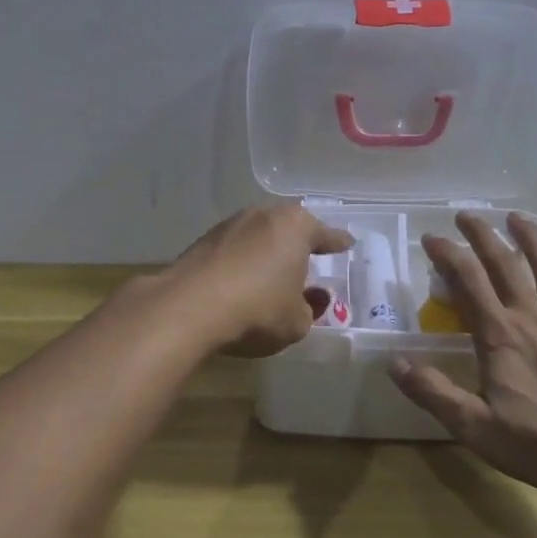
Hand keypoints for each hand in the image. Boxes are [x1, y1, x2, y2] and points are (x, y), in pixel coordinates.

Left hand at [165, 205, 352, 358]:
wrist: (189, 308)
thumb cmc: (257, 311)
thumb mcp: (297, 322)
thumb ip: (309, 309)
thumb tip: (309, 299)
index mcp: (296, 227)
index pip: (326, 235)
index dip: (338, 243)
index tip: (347, 244)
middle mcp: (264, 215)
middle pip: (290, 228)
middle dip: (299, 244)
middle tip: (308, 261)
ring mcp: (231, 224)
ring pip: (260, 235)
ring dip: (267, 252)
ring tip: (272, 274)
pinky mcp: (204, 240)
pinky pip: (235, 248)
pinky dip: (243, 261)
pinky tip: (242, 281)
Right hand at [390, 212, 536, 495]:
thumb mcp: (476, 428)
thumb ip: (434, 393)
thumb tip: (395, 362)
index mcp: (500, 335)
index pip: (468, 280)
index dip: (447, 254)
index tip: (431, 238)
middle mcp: (533, 315)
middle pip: (504, 262)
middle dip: (481, 234)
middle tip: (465, 215)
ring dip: (529, 236)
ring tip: (516, 218)